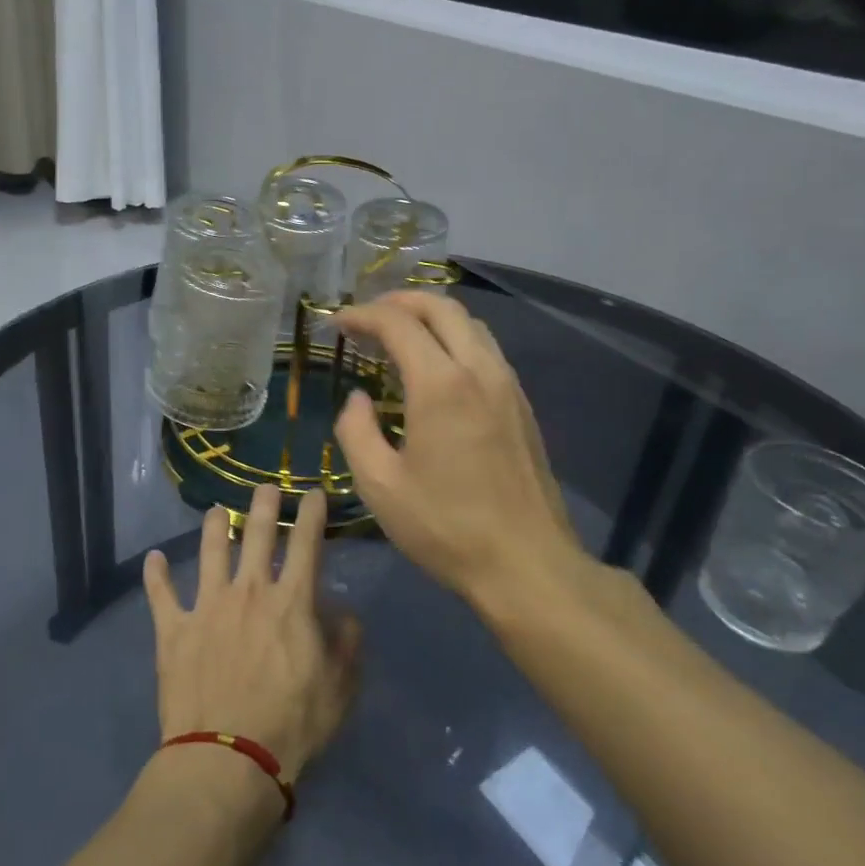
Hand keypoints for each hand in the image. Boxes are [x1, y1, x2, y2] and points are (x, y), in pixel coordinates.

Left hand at [142, 486, 361, 782]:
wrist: (228, 760)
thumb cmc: (292, 725)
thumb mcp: (340, 688)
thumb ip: (347, 643)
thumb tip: (343, 613)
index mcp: (291, 601)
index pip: (306, 542)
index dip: (311, 512)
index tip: (313, 492)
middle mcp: (248, 591)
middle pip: (257, 533)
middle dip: (264, 504)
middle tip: (266, 488)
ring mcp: (207, 606)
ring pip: (210, 551)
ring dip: (215, 527)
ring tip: (217, 511)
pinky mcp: (174, 630)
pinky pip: (161, 595)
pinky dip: (156, 575)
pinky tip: (152, 559)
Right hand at [332, 290, 593, 609]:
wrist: (527, 564)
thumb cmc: (445, 527)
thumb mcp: (379, 485)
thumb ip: (357, 431)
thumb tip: (358, 399)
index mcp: (441, 385)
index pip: (398, 324)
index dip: (362, 315)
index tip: (337, 323)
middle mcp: (479, 370)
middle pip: (441, 308)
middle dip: (399, 301)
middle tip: (368, 316)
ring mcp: (507, 386)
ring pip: (470, 324)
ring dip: (431, 317)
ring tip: (400, 334)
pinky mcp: (521, 405)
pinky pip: (486, 350)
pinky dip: (455, 339)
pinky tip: (437, 367)